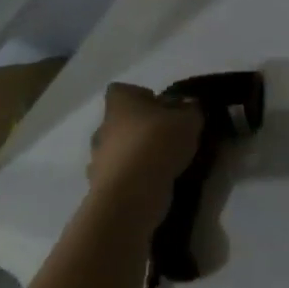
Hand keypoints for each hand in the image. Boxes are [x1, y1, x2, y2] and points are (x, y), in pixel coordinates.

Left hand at [87, 83, 202, 224]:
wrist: (130, 196)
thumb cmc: (157, 144)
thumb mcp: (188, 120)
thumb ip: (190, 110)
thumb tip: (188, 106)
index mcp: (119, 103)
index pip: (122, 90)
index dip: (141, 97)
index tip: (162, 109)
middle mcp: (103, 127)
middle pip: (121, 122)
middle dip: (140, 129)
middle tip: (167, 139)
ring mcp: (98, 160)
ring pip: (119, 151)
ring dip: (136, 157)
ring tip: (164, 166)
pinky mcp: (101, 189)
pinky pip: (120, 178)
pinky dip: (134, 181)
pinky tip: (154, 186)